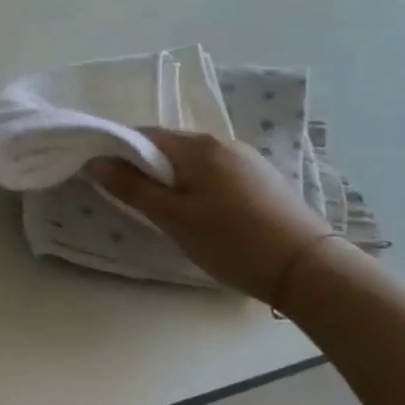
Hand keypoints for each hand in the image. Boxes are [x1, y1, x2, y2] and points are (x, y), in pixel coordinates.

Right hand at [86, 129, 334, 301]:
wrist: (309, 269)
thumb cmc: (232, 240)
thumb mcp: (172, 217)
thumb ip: (131, 187)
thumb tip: (94, 162)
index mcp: (197, 146)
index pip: (141, 135)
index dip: (116, 152)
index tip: (102, 178)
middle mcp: (222, 142)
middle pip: (167, 146)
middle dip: (143, 166)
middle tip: (131, 199)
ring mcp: (246, 159)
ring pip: (191, 160)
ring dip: (170, 177)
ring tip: (163, 209)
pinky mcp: (261, 178)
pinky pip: (213, 171)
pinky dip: (195, 184)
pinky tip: (198, 210)